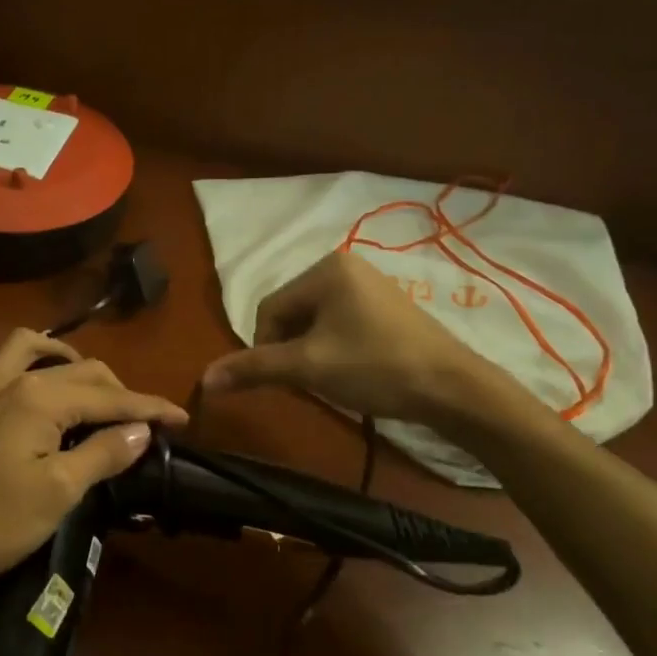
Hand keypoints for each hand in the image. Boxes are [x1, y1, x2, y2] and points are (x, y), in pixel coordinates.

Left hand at [0, 330, 187, 600]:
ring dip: (65, 359)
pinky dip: (23, 366)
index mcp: (39, 397)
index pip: (110, 396)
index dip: (149, 407)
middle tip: (139, 418)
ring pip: (30, 348)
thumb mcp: (56, 493)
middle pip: (78, 369)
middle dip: (116, 389)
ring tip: (84, 382)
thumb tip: (140, 428)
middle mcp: (9, 376)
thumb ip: (102, 454)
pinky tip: (24, 392)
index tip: (181, 417)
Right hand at [200, 252, 506, 430]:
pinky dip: (334, 349)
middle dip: (291, 350)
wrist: (453, 389)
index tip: (287, 379)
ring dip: (311, 353)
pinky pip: (339, 324)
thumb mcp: (308, 367)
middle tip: (310, 381)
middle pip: (291, 314)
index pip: (269, 309)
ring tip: (333, 379)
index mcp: (325, 268)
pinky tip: (353, 371)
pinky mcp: (386, 306)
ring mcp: (370, 285)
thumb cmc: (375, 367)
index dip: (266, 348)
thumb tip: (203, 379)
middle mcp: (346, 266)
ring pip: (314, 322)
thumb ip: (253, 368)